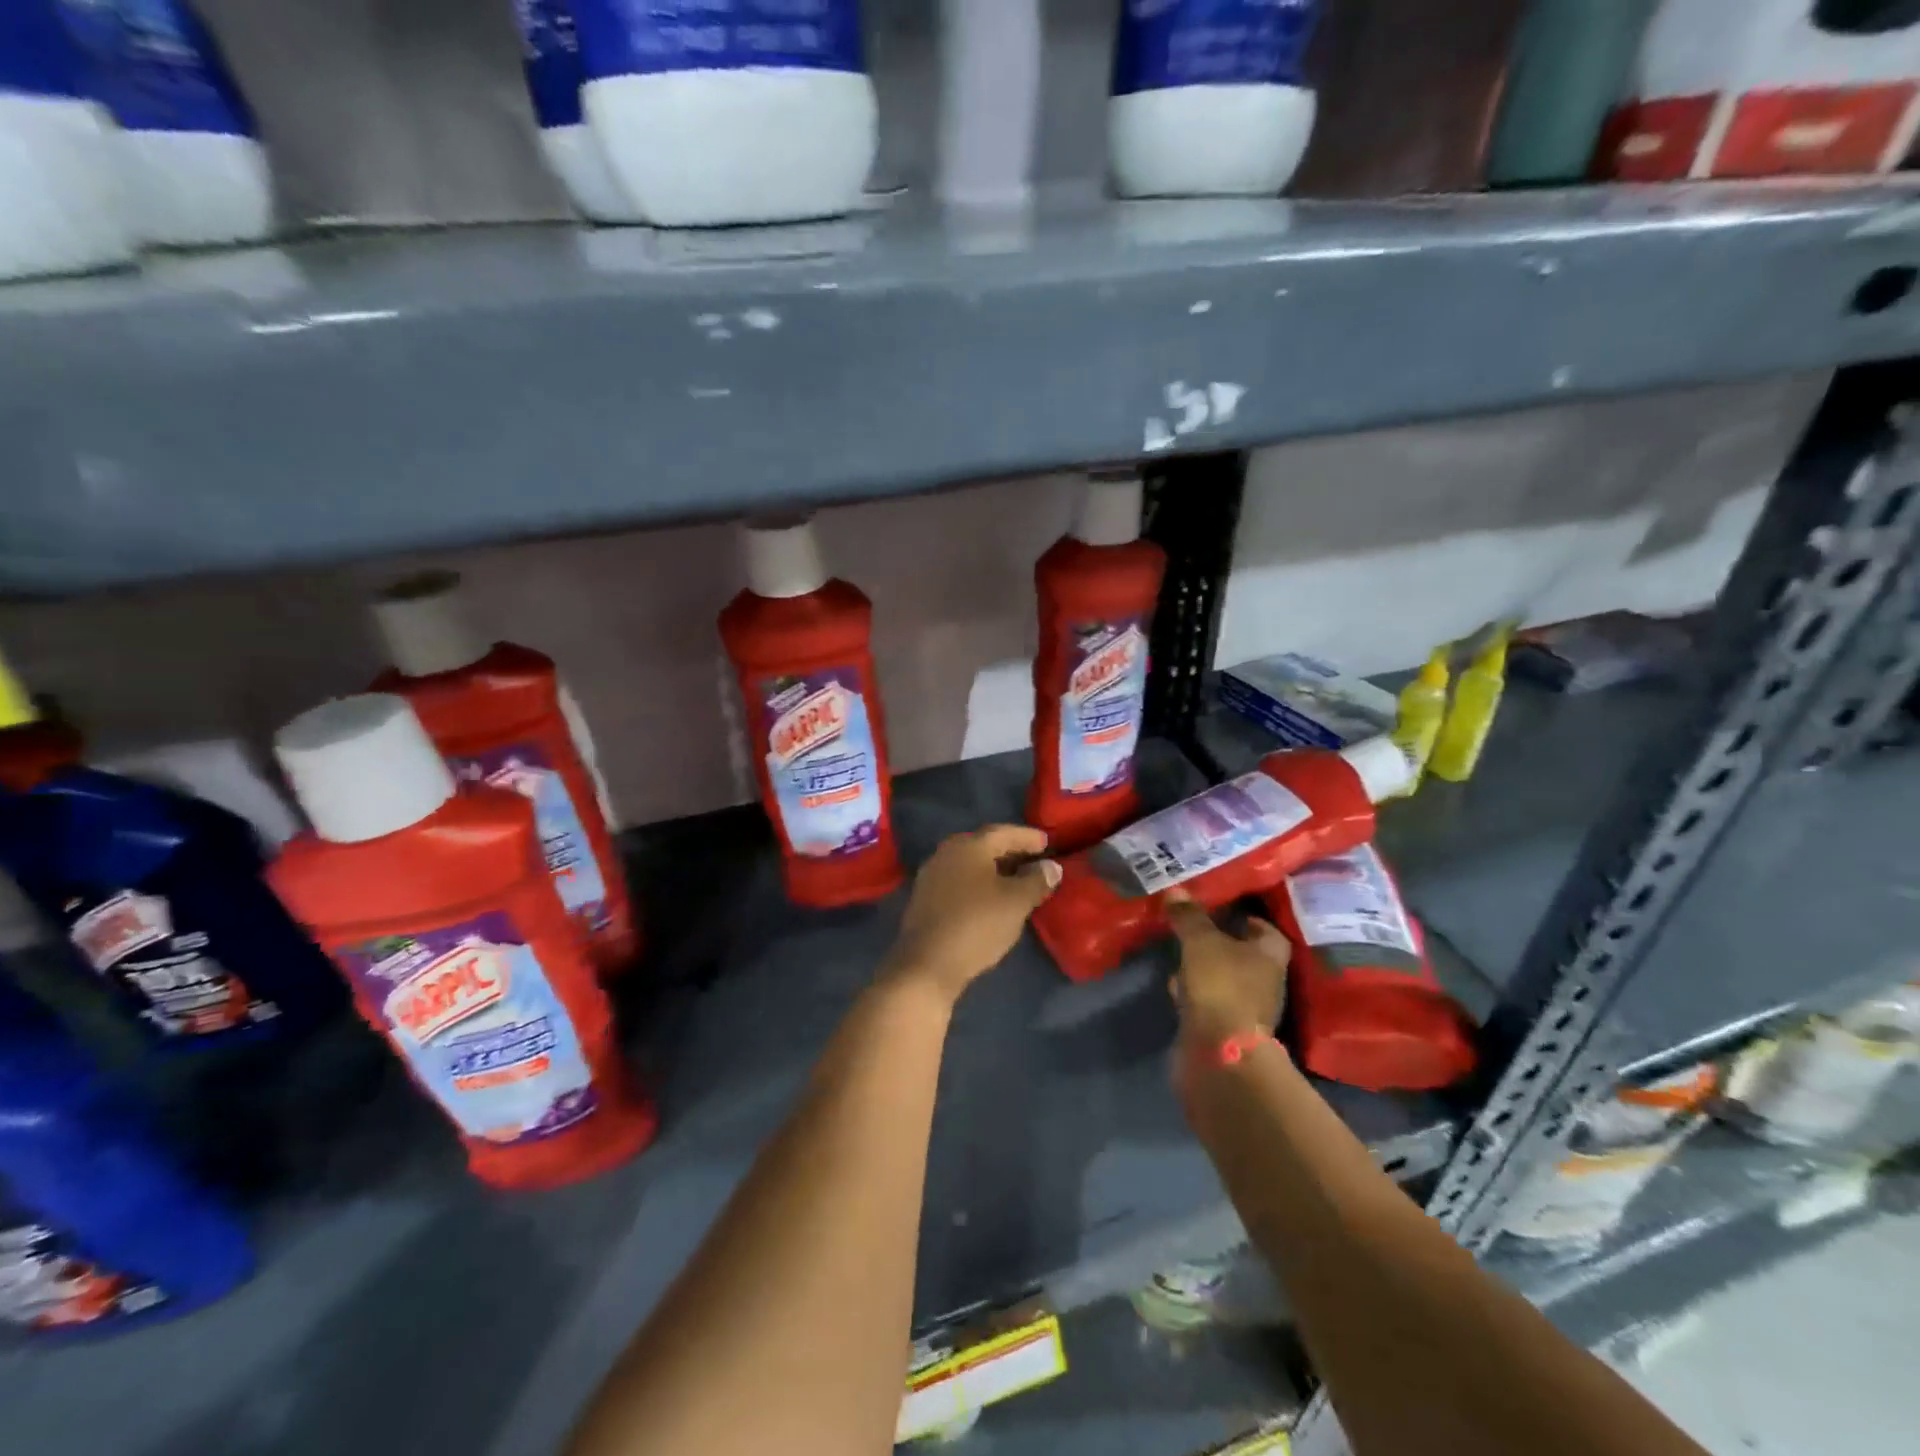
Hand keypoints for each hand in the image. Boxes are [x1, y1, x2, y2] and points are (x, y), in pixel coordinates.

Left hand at [885, 825, 1061, 1004]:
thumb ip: (1036, 880)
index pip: (1003, 832)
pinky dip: (978, 884)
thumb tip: (1051, 867)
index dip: (1027, 837)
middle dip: (1010, 852)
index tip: (1046, 842)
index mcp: (969, 846)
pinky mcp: (925, 898)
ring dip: (994, 869)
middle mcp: (947, 852)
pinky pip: (959, 881)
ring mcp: (932, 875)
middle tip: (1033, 860)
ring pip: (970, 864)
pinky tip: (991, 898)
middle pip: (984, 846)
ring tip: (1016, 881)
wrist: (927, 964)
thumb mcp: (1016, 902)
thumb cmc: (977, 925)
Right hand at [1165, 891, 1290, 1051]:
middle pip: (1243, 953)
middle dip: (1220, 940)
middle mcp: (1265, 980)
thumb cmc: (1221, 986)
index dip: (1245, 917)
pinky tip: (1175, 983)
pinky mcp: (1224, 1027)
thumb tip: (1176, 890)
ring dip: (1204, 966)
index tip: (1218, 907)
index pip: (1265, 929)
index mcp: (1271, 955)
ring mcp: (1246, 1007)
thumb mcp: (1201, 942)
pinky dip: (1194, 990)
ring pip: (1223, 976)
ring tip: (1177, 949)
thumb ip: (1189, 916)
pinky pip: (1208, 999)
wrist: (1219, 1052)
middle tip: (1192, 924)